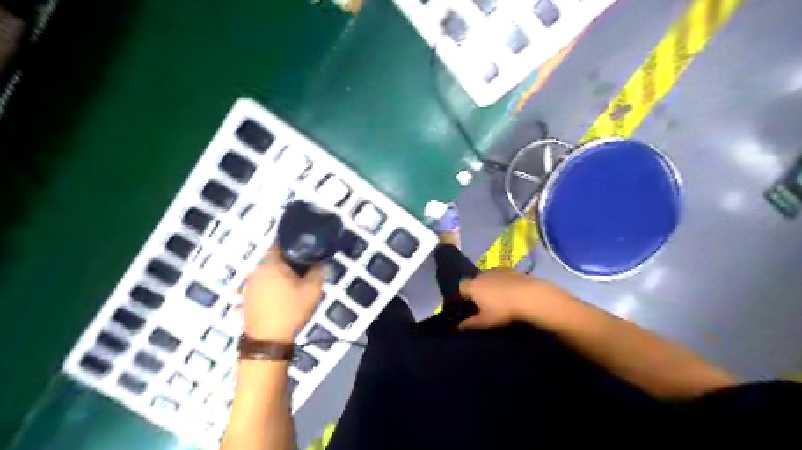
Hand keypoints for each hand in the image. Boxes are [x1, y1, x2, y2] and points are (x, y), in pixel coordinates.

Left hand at [242, 246, 323, 340]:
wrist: (268, 342)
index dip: (294, 241)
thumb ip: (318, 271)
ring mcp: (249, 284)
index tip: (307, 244)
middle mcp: (256, 270)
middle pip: (274, 256)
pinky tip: (284, 293)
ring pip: (268, 270)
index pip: (280, 242)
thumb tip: (320, 260)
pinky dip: (273, 282)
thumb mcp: (312, 290)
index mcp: (271, 264)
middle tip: (306, 263)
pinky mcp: (247, 297)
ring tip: (297, 279)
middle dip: (289, 258)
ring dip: (281, 271)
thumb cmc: (290, 311)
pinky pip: (263, 282)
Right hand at [458, 270, 562, 330]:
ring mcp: (496, 271)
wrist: (528, 295)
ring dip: (489, 285)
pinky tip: (509, 293)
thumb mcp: (485, 321)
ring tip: (497, 298)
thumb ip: (471, 323)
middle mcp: (481, 275)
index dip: (463, 295)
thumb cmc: (502, 310)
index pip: (461, 287)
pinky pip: (500, 277)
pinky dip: (501, 283)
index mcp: (473, 286)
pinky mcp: (509, 270)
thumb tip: (459, 327)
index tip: (467, 304)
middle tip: (483, 303)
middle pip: (474, 281)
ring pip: (487, 278)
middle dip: (476, 290)